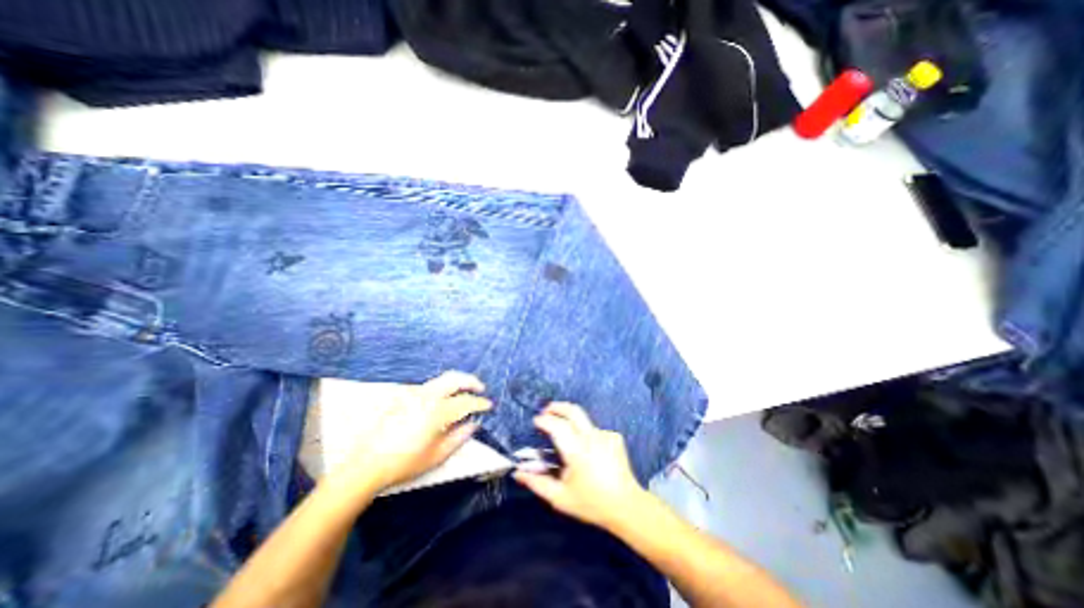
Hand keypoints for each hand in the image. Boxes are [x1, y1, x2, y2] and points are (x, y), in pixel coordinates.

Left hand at [332, 370, 494, 492]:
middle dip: (471, 381)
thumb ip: (459, 436)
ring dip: (457, 382)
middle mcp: (427, 396)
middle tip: (481, 388)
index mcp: (437, 411)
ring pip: (441, 379)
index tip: (489, 405)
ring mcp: (414, 394)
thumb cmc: (405, 463)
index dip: (480, 403)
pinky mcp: (404, 397)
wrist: (367, 464)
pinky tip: (443, 399)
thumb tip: (473, 424)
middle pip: (454, 378)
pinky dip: (443, 388)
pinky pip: (430, 386)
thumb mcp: (437, 455)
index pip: (465, 402)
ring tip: (465, 392)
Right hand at [512, 407, 646, 529]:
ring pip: (584, 420)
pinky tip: (587, 450)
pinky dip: (586, 434)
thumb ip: (537, 483)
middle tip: (547, 410)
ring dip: (572, 422)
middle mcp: (592, 437)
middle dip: (558, 407)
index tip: (536, 421)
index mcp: (577, 450)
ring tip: (565, 435)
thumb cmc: (591, 503)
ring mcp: (605, 435)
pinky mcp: (615, 437)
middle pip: (573, 410)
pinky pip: (595, 430)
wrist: (627, 506)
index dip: (544, 420)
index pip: (557, 425)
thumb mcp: (560, 497)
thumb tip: (517, 472)